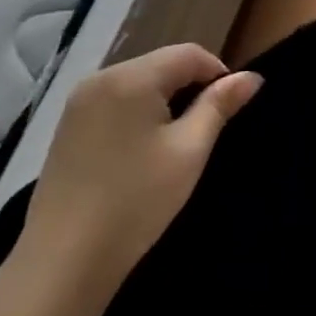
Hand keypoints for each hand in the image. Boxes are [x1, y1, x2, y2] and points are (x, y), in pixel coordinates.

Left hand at [11, 45, 261, 308]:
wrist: (63, 261)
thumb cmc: (136, 202)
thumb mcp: (189, 152)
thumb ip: (219, 106)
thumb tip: (251, 77)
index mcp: (132, 76)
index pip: (189, 54)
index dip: (218, 74)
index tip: (230, 111)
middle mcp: (101, 77)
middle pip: (160, 65)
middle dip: (189, 87)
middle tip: (204, 132)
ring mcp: (78, 101)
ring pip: (137, 83)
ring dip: (162, 101)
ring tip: (175, 143)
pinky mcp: (66, 126)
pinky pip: (113, 102)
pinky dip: (135, 114)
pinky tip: (139, 152)